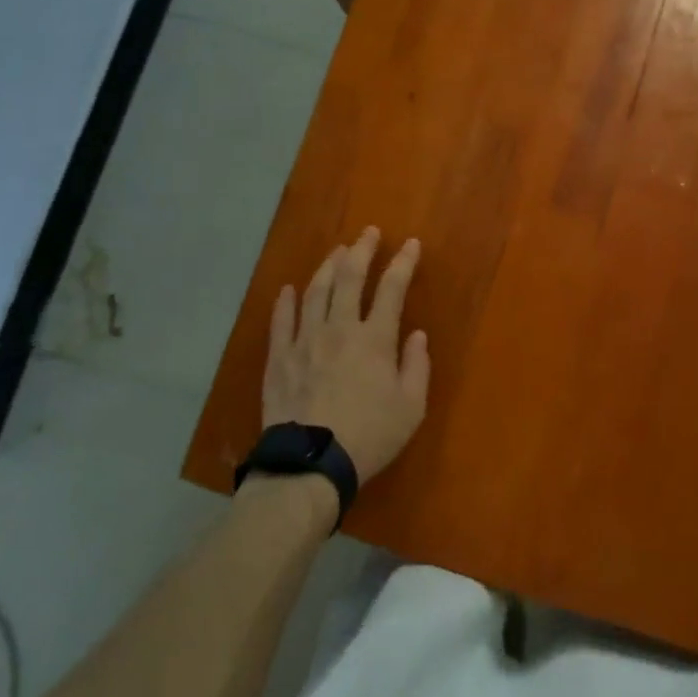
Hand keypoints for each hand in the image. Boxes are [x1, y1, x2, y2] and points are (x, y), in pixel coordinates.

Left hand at [263, 227, 430, 485]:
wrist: (310, 464)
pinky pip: (281, 320)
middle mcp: (339, 328)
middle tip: (368, 232)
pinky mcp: (279, 358)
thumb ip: (417, 366)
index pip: (392, 288)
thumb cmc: (369, 436)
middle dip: (362, 250)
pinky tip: (289, 289)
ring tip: (336, 251)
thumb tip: (417, 335)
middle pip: (349, 277)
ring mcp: (305, 340)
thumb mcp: (411, 407)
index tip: (411, 244)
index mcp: (374, 338)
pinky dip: (286, 301)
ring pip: (315, 291)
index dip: (403, 262)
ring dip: (327, 266)